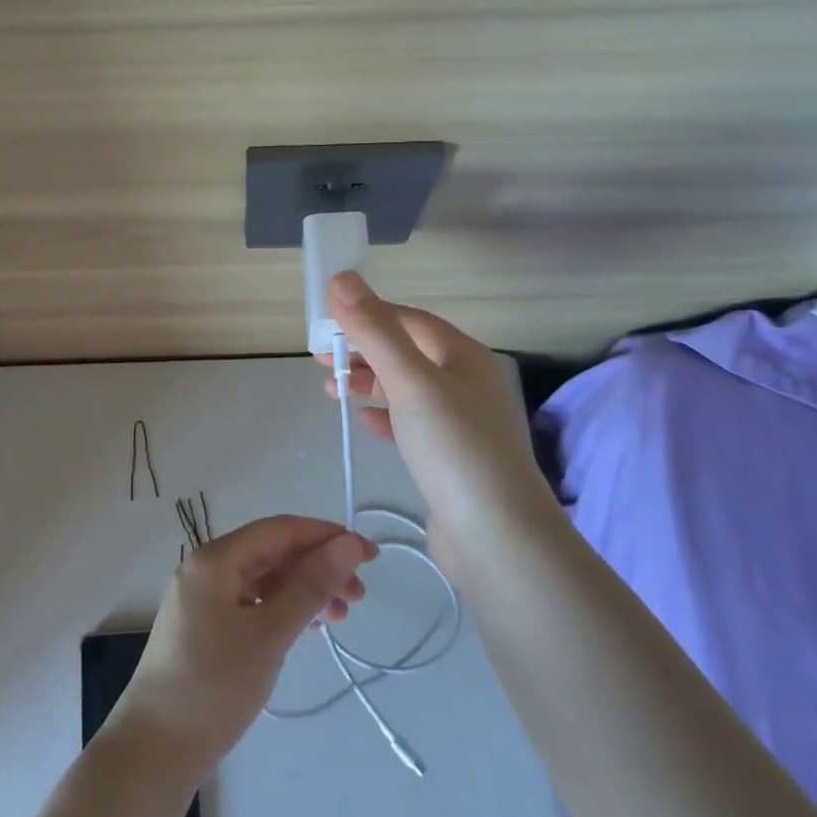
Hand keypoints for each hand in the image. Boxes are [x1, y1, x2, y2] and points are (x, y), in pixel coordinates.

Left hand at [105, 515, 376, 780]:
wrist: (154, 752)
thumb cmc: (214, 687)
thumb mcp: (269, 634)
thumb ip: (311, 586)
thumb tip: (348, 544)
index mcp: (215, 559)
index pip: (280, 530)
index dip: (327, 536)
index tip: (368, 556)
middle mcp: (206, 570)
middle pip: (272, 553)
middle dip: (318, 567)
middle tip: (359, 595)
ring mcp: (203, 600)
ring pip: (264, 580)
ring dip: (304, 590)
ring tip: (341, 617)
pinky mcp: (205, 629)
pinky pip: (252, 604)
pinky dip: (283, 610)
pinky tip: (307, 627)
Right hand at [320, 272, 560, 582]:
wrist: (496, 537)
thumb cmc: (454, 448)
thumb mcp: (410, 382)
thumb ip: (375, 331)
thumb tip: (342, 279)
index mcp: (464, 357)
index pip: (409, 321)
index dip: (368, 315)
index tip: (326, 321)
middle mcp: (467, 384)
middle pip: (407, 354)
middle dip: (363, 351)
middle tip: (320, 358)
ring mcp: (461, 423)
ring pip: (406, 390)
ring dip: (369, 383)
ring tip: (330, 388)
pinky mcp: (451, 458)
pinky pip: (412, 424)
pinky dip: (385, 416)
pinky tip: (364, 421)